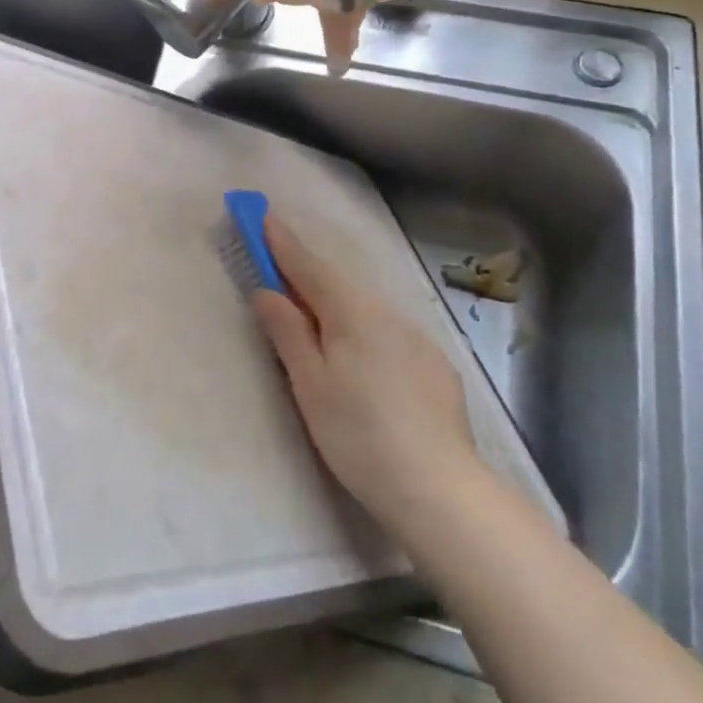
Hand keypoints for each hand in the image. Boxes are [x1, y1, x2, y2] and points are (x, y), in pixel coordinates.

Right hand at [250, 214, 481, 540]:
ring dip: (336, 305)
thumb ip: (287, 332)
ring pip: (365, 309)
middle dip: (307, 273)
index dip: (282, 242)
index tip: (263, 215)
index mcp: (352, 311)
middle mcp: (387, 312)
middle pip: (337, 284)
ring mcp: (416, 337)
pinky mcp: (435, 364)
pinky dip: (365, 332)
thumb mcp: (310, 384)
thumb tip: (266, 291)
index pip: (308, 266)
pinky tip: (363, 362)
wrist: (440, 488)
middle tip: (279, 271)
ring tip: (317, 323)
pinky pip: (388, 333)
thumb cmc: (359, 434)